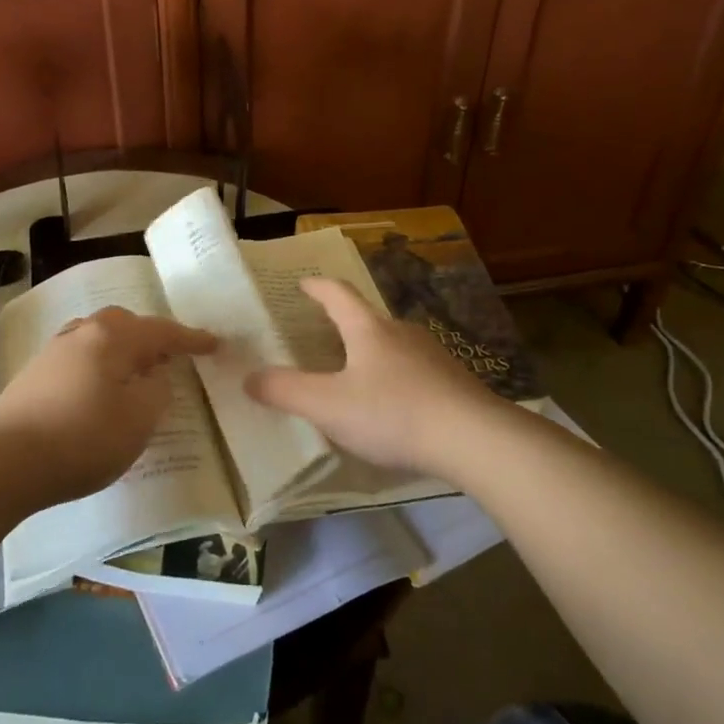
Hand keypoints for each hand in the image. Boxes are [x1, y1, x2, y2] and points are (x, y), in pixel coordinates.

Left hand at [0, 306, 215, 509]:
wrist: (4, 461)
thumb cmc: (82, 438)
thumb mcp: (138, 420)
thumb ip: (156, 391)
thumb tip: (153, 375)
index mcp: (112, 338)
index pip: (162, 331)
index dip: (190, 339)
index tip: (214, 344)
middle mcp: (83, 333)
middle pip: (125, 325)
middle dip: (151, 338)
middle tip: (170, 359)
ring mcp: (54, 351)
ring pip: (99, 338)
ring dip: (122, 350)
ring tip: (135, 374)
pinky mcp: (35, 374)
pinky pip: (80, 357)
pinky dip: (99, 365)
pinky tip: (98, 390)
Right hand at [243, 278, 497, 475]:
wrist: (475, 440)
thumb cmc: (393, 413)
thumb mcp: (328, 405)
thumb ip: (285, 391)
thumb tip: (248, 377)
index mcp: (368, 330)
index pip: (338, 294)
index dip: (317, 287)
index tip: (303, 283)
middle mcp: (401, 333)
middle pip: (367, 318)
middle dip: (344, 323)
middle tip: (322, 334)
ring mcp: (432, 356)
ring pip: (393, 346)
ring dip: (371, 353)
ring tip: (355, 373)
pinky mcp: (454, 383)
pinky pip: (415, 372)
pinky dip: (395, 379)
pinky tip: (393, 406)